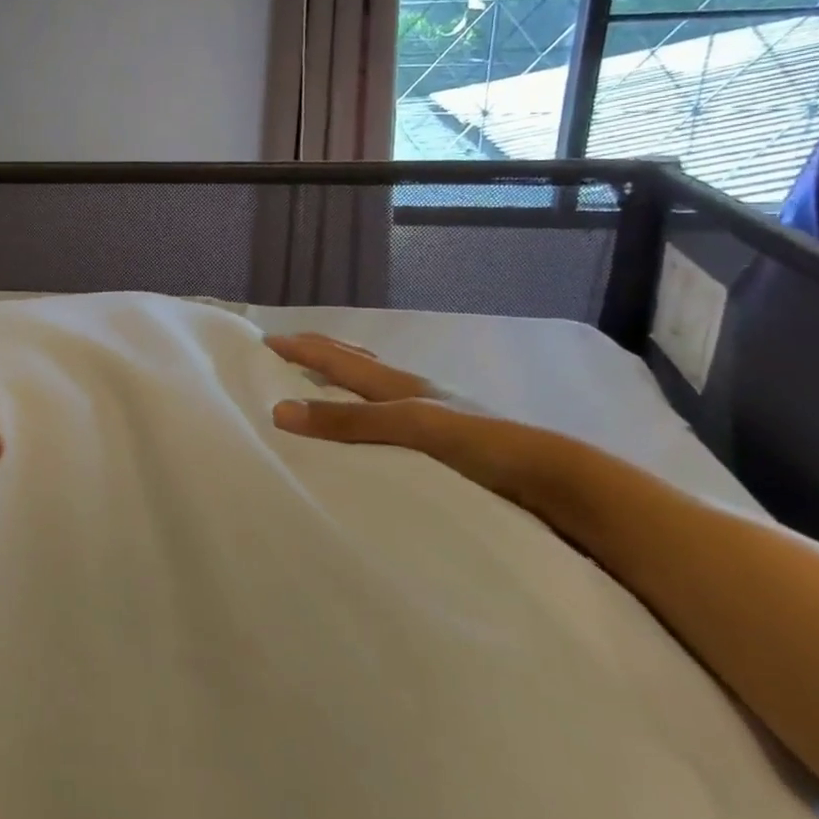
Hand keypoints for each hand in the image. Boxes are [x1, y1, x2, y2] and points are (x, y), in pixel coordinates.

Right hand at [266, 333, 581, 524]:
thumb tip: (281, 410)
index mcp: (401, 384)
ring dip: (343, 378)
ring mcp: (431, 416)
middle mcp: (412, 393)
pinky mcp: (442, 442)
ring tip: (321, 380)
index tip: (265, 340)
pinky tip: (369, 428)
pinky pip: (387, 416)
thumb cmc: (482, 445)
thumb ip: (350, 420)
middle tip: (289, 347)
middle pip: (358, 362)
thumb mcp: (411, 427)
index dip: (303, 348)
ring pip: (374, 387)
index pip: (339, 358)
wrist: (554, 478)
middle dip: (321, 352)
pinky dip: (363, 409)